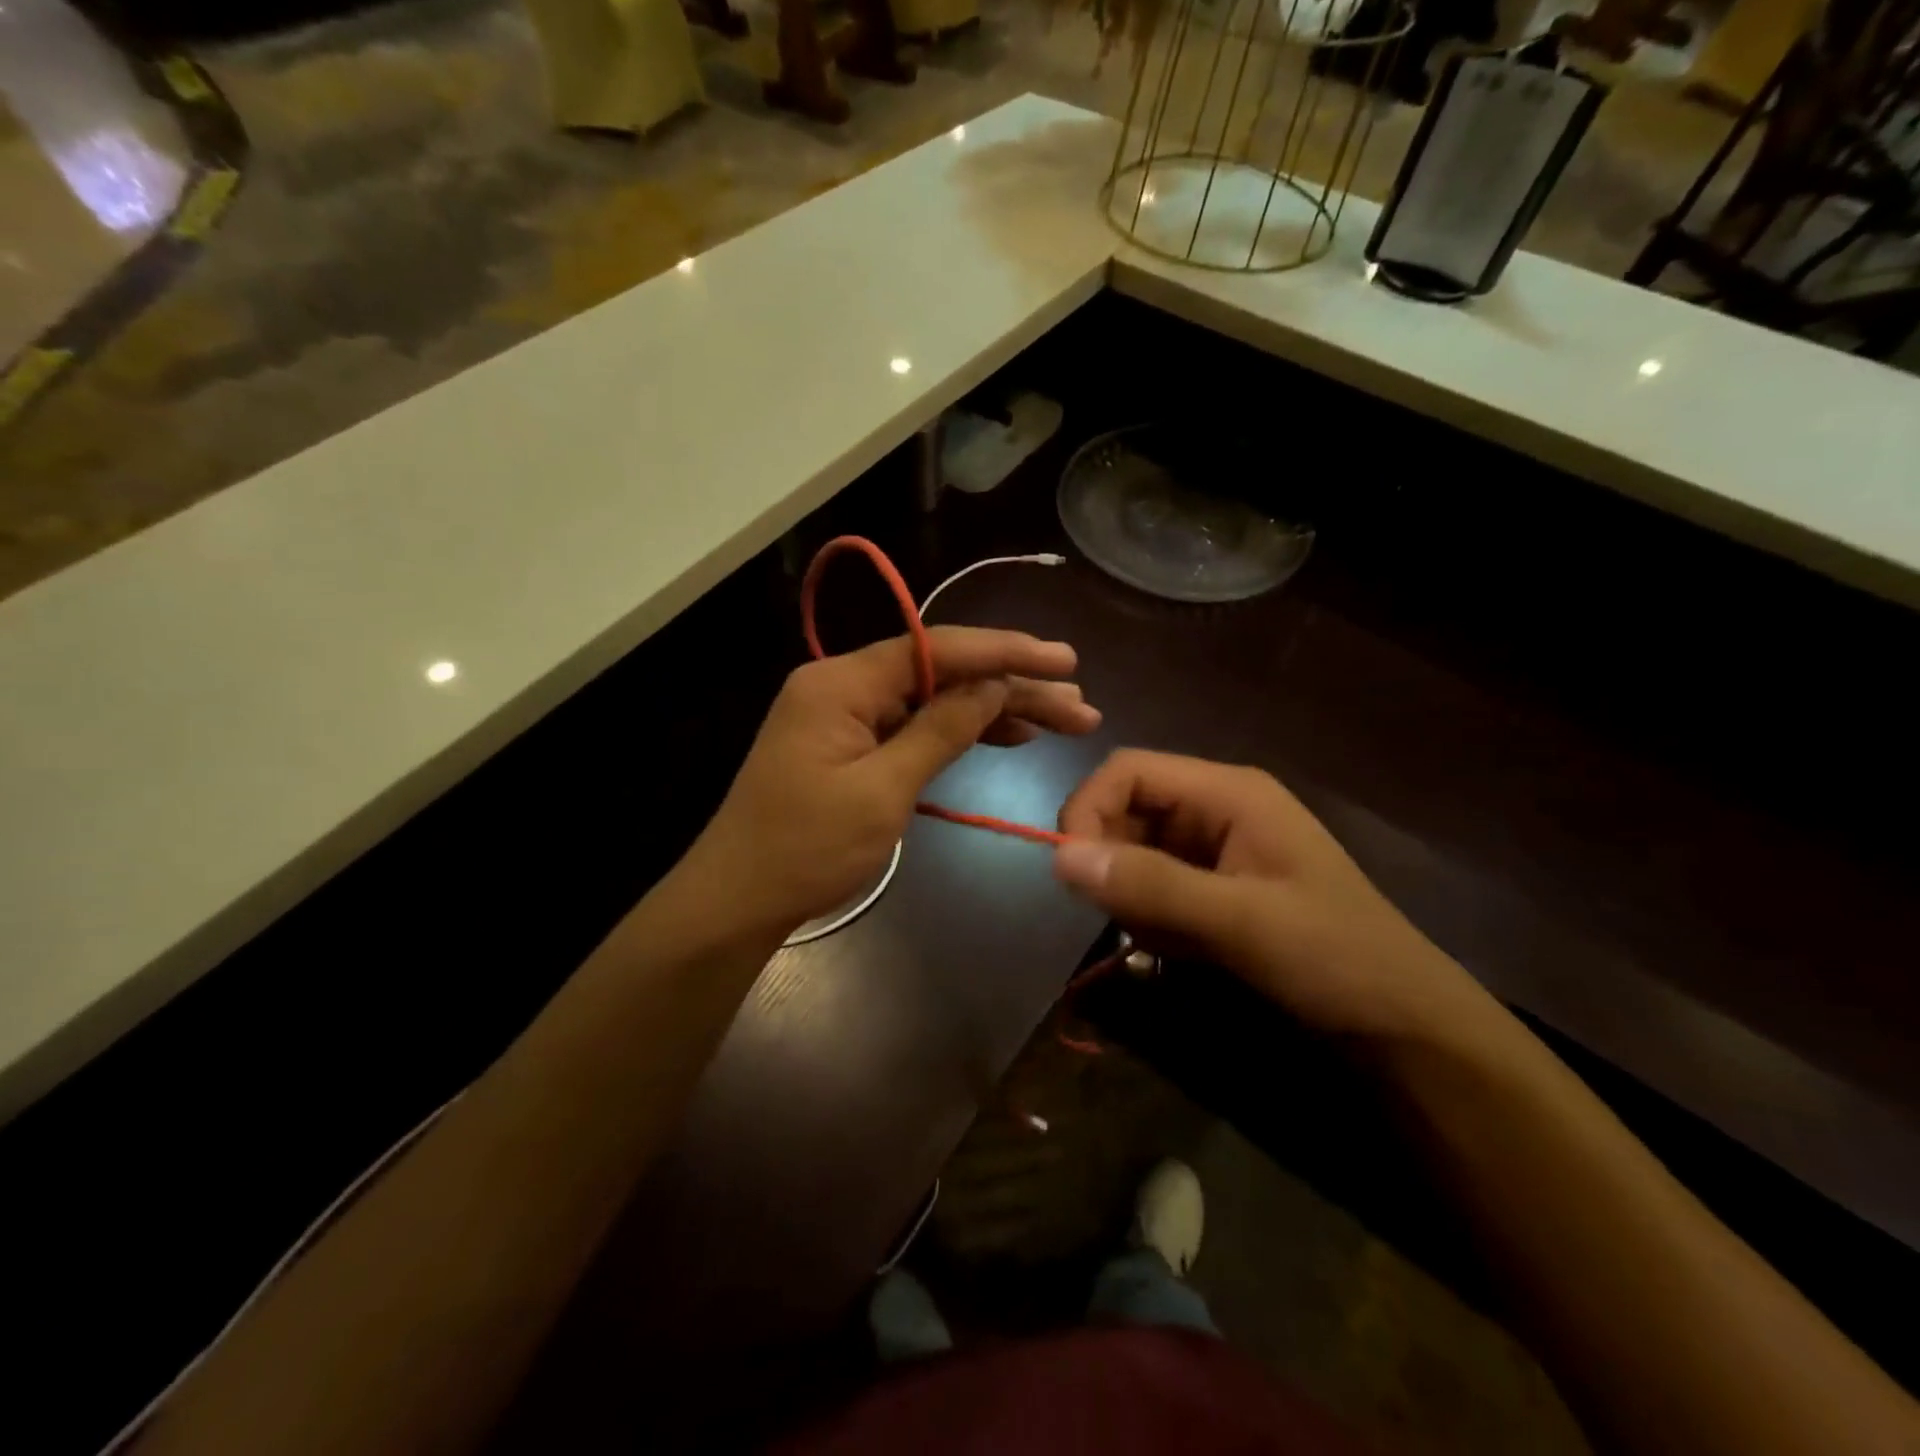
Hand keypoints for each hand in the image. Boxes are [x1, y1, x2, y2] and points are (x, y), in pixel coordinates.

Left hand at [695, 627, 1099, 935]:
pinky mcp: (850, 745)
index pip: (937, 648)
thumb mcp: (882, 792)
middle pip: (941, 672)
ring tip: (1058, 720)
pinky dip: (957, 731)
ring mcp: (845, 715)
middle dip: (1010, 685)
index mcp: (842, 683)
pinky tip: (1006, 736)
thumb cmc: (806, 850)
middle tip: (1077, 703)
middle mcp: (843, 685)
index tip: (1062, 660)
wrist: (739, 901)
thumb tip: (993, 685)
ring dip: (993, 709)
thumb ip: (940, 730)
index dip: (1005, 652)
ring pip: (933, 698)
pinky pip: (913, 725)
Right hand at [1053, 750, 1491, 1043]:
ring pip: (1134, 852)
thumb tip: (1058, 857)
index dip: (1089, 808)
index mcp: (1228, 792)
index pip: (1129, 771)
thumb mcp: (1240, 921)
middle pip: (1127, 809)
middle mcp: (1216, 808)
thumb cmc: (1333, 957)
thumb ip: (1150, 885)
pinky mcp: (1214, 887)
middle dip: (1112, 861)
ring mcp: (1215, 849)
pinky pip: (1155, 886)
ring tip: (1169, 940)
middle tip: (1126, 917)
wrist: (1403, 1024)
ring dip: (1134, 897)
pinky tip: (1183, 950)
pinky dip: (1152, 918)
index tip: (1070, 869)